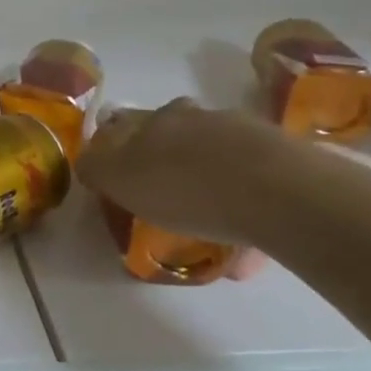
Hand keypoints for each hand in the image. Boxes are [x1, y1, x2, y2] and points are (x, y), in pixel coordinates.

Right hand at [76, 98, 296, 247]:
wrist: (280, 192)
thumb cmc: (186, 187)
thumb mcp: (121, 179)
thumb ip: (98, 168)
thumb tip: (86, 161)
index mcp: (154, 121)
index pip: (124, 124)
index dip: (114, 144)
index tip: (114, 170)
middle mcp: (196, 119)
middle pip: (172, 135)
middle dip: (165, 159)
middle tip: (162, 194)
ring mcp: (243, 134)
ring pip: (216, 159)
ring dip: (208, 186)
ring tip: (208, 229)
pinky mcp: (284, 160)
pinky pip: (254, 188)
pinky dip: (244, 213)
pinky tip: (244, 251)